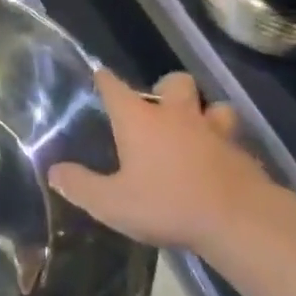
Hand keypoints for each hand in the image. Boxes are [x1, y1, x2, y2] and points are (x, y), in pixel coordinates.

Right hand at [47, 71, 295, 269]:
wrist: (239, 220)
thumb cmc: (167, 204)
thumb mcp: (112, 204)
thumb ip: (80, 185)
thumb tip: (54, 170)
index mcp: (140, 120)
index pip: (115, 87)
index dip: (104, 79)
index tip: (99, 74)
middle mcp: (177, 115)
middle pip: (174, 82)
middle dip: (165, 88)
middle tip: (158, 109)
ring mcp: (214, 130)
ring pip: (213, 105)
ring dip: (204, 112)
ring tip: (195, 130)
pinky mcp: (242, 151)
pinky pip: (232, 137)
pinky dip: (224, 144)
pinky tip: (219, 161)